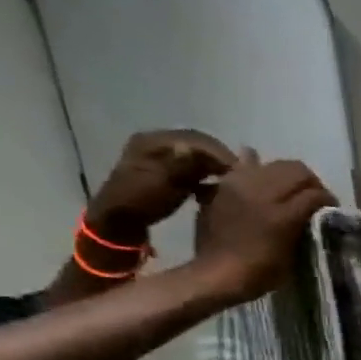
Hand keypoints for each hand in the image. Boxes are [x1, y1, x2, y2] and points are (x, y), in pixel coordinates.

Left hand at [86, 130, 236, 243]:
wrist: (120, 219)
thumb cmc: (141, 201)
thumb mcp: (163, 182)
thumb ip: (183, 165)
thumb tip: (198, 149)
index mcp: (152, 141)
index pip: (196, 139)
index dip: (220, 154)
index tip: (240, 172)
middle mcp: (155, 141)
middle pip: (197, 143)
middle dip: (220, 158)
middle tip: (241, 176)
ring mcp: (159, 154)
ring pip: (196, 153)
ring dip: (214, 164)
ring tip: (231, 179)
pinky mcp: (164, 167)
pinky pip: (191, 162)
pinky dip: (206, 170)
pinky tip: (215, 182)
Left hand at [191, 150, 337, 303]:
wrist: (217, 273)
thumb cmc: (262, 272)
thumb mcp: (295, 254)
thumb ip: (304, 226)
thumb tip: (315, 211)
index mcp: (283, 216)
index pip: (316, 194)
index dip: (328, 199)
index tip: (331, 208)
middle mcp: (262, 194)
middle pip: (297, 171)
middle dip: (311, 182)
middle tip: (313, 196)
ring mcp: (240, 186)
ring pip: (274, 164)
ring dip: (286, 175)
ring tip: (288, 189)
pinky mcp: (223, 185)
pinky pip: (244, 166)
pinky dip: (256, 168)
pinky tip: (261, 181)